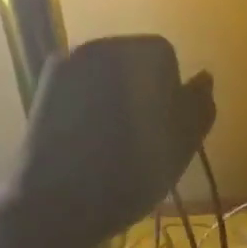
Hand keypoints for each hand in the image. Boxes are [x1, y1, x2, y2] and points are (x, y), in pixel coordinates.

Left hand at [16, 36, 214, 247]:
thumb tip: (203, 78)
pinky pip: (78, 90)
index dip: (169, 96)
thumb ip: (198, 107)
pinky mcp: (43, 88)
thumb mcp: (181, 147)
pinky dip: (86, 108)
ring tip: (109, 145)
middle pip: (132, 63)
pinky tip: (84, 142)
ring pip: (104, 77)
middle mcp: (100, 45)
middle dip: (139, 93)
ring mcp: (66, 64)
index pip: (166, 58)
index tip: (161, 131)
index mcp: (140, 53)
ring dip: (113, 101)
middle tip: (137, 139)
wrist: (58, 202)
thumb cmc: (130, 175)